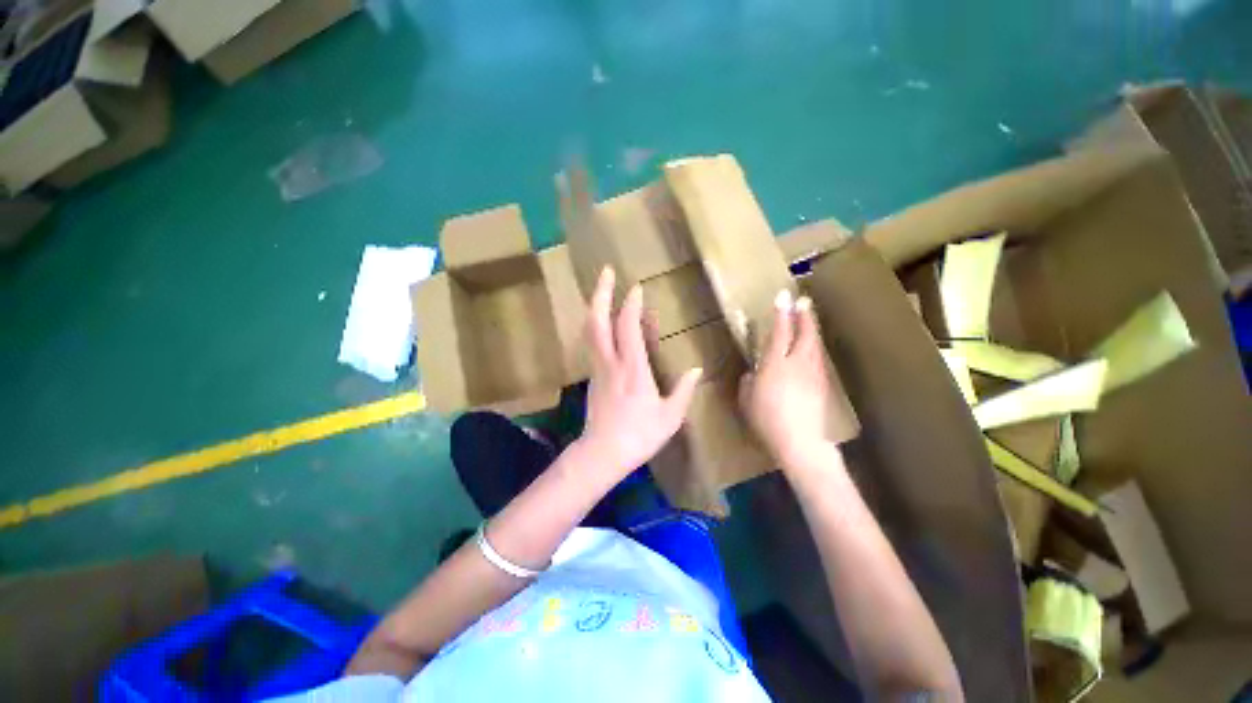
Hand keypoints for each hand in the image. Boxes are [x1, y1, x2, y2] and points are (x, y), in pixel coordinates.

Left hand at [577, 267, 701, 480]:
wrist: (602, 453)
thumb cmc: (639, 435)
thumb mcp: (670, 417)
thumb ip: (684, 391)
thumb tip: (697, 370)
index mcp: (633, 369)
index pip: (628, 327)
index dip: (631, 305)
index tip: (636, 288)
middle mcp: (611, 362)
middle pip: (599, 320)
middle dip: (601, 293)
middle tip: (606, 272)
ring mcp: (598, 368)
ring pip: (590, 329)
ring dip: (595, 306)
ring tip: (602, 290)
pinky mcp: (593, 375)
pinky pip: (592, 342)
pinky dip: (597, 325)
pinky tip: (603, 321)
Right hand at [739, 290, 831, 468]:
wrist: (799, 442)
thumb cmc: (766, 420)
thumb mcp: (746, 399)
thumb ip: (748, 382)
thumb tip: (753, 373)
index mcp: (775, 365)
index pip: (779, 333)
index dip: (781, 314)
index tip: (783, 296)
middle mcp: (796, 364)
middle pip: (804, 334)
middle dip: (804, 316)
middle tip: (804, 301)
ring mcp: (812, 374)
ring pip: (814, 345)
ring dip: (812, 330)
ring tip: (809, 319)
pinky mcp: (821, 385)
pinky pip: (818, 359)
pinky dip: (815, 348)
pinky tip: (812, 348)